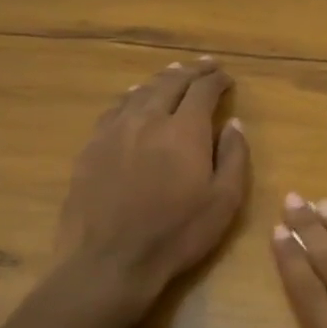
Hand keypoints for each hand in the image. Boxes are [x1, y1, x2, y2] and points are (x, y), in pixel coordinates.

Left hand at [50, 59, 249, 319]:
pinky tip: (134, 98)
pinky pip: (115, 109)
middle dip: (191, 71)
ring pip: (140, 92)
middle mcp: (149, 119)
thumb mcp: (224, 201)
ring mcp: (115, 131)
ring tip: (173, 72)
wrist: (109, 261)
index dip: (217, 80)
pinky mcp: (91, 147)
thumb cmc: (176, 234)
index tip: (227, 78)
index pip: (203, 90)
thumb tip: (234, 123)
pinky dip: (131, 96)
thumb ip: (234, 157)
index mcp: (185, 130)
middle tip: (205, 66)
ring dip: (161, 79)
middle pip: (170, 83)